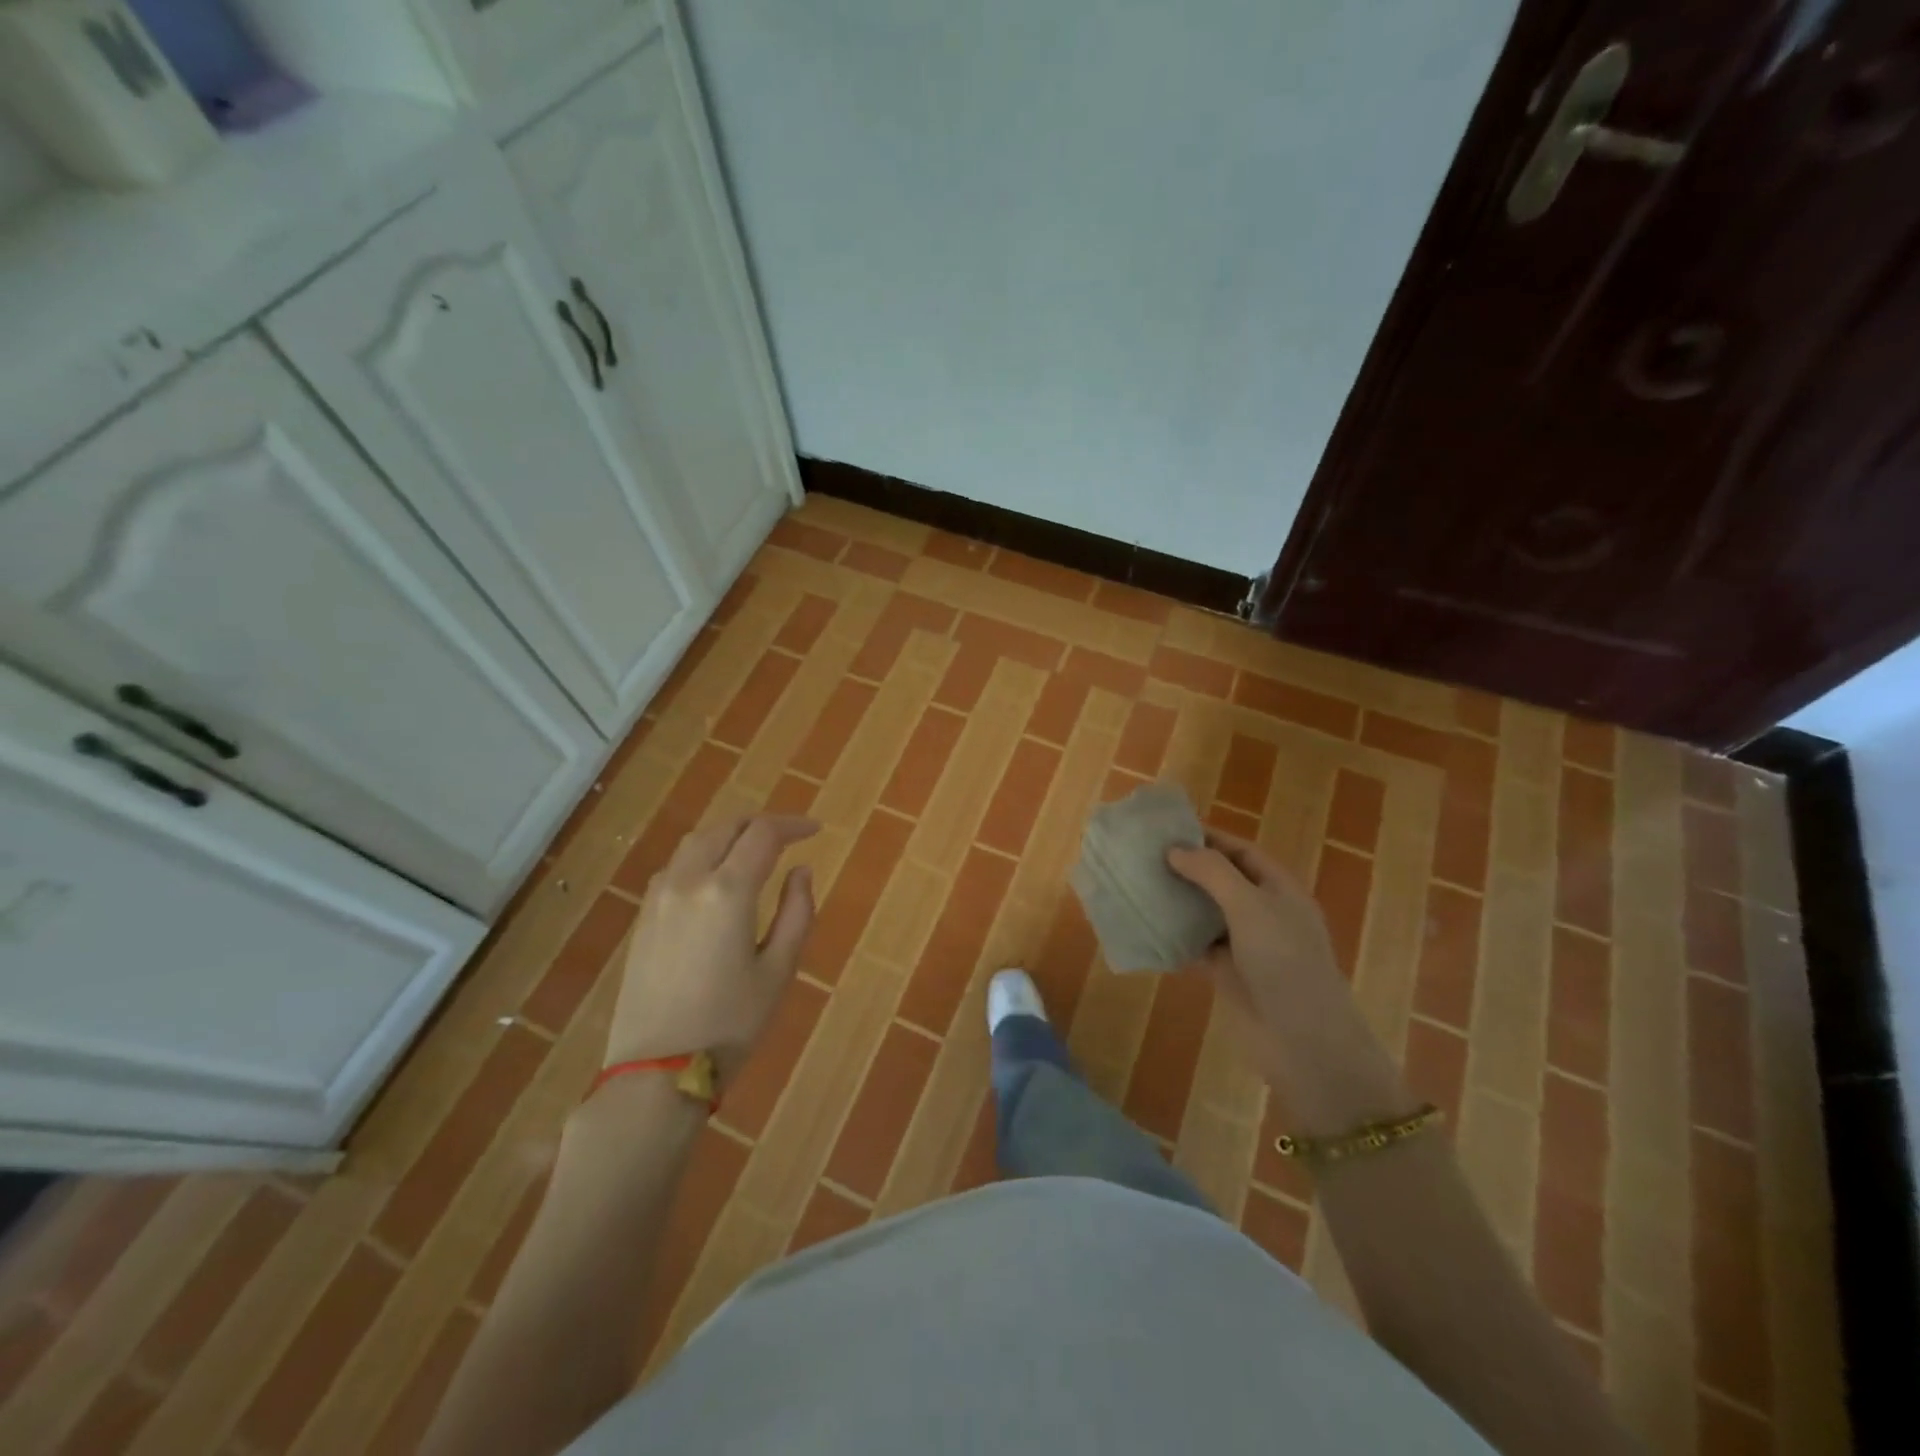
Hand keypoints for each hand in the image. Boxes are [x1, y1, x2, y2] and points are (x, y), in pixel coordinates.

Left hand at [604, 813, 817, 1079]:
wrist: (656, 1072)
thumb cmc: (730, 1024)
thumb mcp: (779, 970)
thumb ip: (796, 912)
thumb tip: (801, 871)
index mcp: (727, 891)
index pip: (763, 834)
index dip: (793, 825)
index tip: (815, 830)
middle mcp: (688, 881)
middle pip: (725, 827)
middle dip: (760, 823)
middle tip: (788, 835)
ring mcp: (658, 898)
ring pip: (695, 842)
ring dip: (728, 834)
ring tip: (753, 849)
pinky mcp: (643, 918)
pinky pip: (675, 866)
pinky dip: (702, 855)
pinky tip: (716, 877)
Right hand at [1169, 829, 1411, 1132]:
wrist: (1304, 1041)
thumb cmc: (1284, 962)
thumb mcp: (1250, 906)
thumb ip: (1212, 873)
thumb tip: (1175, 850)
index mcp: (1279, 889)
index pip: (1241, 852)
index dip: (1208, 838)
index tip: (1168, 829)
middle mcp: (1263, 912)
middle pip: (1221, 880)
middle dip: (1187, 867)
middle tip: (1144, 855)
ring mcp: (1245, 944)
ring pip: (1205, 912)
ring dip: (1177, 900)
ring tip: (1138, 885)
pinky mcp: (1227, 973)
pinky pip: (1195, 946)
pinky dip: (1173, 936)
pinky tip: (1144, 926)